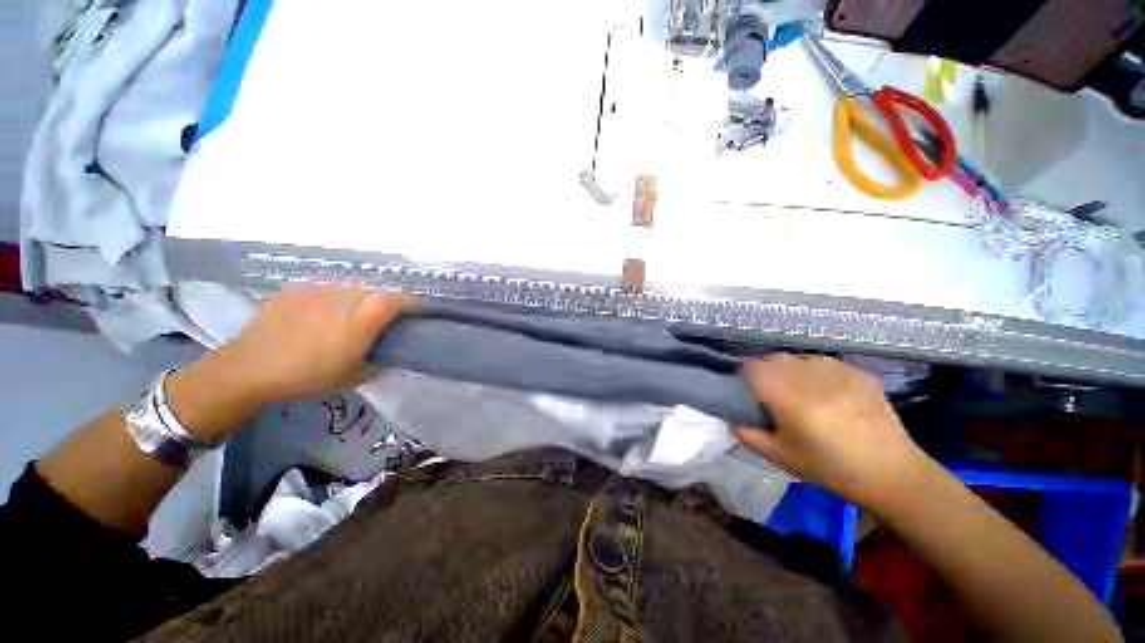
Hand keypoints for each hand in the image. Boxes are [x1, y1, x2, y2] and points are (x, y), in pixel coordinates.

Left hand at [209, 285, 409, 404]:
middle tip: (380, 318)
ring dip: (359, 298)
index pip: (395, 299)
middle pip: (375, 290)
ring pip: (351, 286)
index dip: (409, 302)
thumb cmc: (306, 377)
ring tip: (350, 314)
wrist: (248, 369)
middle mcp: (342, 299)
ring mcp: (317, 291)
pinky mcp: (297, 289)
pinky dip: (332, 297)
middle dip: (384, 300)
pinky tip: (321, 312)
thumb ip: (377, 359)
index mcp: (360, 322)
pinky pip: (325, 287)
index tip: (413, 312)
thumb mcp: (352, 377)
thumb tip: (387, 352)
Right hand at [735, 354, 929, 508]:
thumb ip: (748, 434)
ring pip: (800, 358)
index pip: (753, 367)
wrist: (892, 474)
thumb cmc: (829, 468)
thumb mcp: (780, 457)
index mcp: (788, 396)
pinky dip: (819, 374)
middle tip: (777, 397)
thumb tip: (731, 418)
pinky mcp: (859, 372)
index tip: (752, 394)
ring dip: (794, 371)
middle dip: (769, 373)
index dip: (747, 378)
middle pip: (775, 358)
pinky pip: (826, 363)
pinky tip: (832, 395)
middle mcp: (811, 376)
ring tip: (806, 395)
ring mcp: (838, 371)